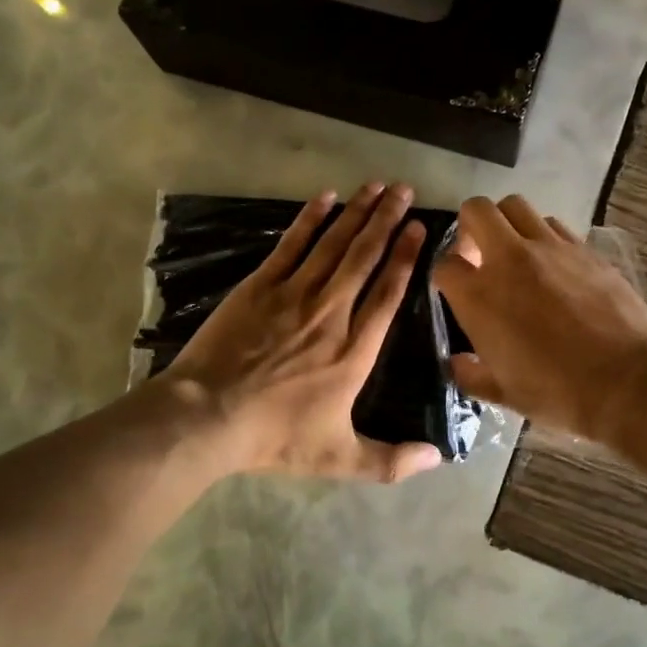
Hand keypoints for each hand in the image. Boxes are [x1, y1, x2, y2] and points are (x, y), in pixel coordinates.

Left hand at [160, 182, 443, 483]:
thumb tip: (438, 459)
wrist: (208, 417)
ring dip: (357, 212)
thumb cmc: (275, 437)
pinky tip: (326, 197)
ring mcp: (294, 295)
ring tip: (377, 185)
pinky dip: (310, 219)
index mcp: (355, 351)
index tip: (419, 229)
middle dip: (387, 221)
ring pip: (334, 245)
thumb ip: (391, 461)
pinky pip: (291, 245)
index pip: (388, 294)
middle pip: (364, 258)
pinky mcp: (260, 286)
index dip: (405, 258)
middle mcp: (332, 313)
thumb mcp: (338, 458)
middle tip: (404, 190)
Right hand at [432, 195, 646, 445]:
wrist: (627, 381)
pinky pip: (553, 225)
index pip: (445, 264)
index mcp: (479, 296)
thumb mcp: (504, 394)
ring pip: (516, 206)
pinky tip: (553, 263)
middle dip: (470, 227)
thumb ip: (471, 374)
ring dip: (507, 224)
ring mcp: (550, 248)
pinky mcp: (584, 248)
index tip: (456, 289)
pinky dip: (543, 236)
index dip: (446, 275)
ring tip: (516, 253)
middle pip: (476, 210)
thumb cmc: (558, 393)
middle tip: (479, 254)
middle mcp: (509, 259)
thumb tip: (458, 362)